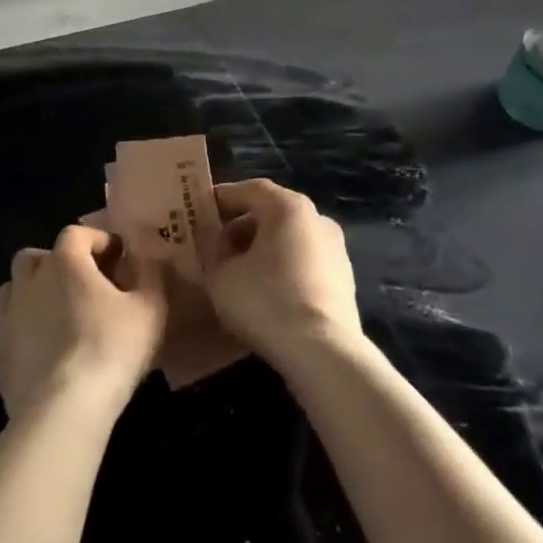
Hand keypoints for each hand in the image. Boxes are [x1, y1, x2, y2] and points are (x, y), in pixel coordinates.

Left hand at [0, 225, 166, 422]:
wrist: (61, 409)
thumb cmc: (110, 349)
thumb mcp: (150, 309)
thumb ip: (153, 275)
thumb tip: (152, 257)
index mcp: (64, 262)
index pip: (77, 233)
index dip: (99, 240)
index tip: (120, 256)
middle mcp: (30, 281)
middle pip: (37, 257)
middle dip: (60, 263)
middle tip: (86, 284)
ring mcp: (9, 317)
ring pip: (16, 289)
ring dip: (37, 292)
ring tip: (63, 314)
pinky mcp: (0, 352)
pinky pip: (12, 326)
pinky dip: (29, 327)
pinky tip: (50, 349)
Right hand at [204, 180, 362, 367]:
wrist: (322, 353)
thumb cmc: (265, 302)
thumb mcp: (220, 275)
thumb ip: (210, 248)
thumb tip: (210, 238)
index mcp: (288, 207)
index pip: (249, 189)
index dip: (221, 198)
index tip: (199, 211)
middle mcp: (317, 219)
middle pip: (271, 212)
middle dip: (240, 227)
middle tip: (214, 247)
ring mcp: (335, 249)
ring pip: (288, 239)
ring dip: (261, 249)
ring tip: (237, 274)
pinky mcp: (344, 279)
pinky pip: (303, 262)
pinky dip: (282, 268)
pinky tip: (264, 293)